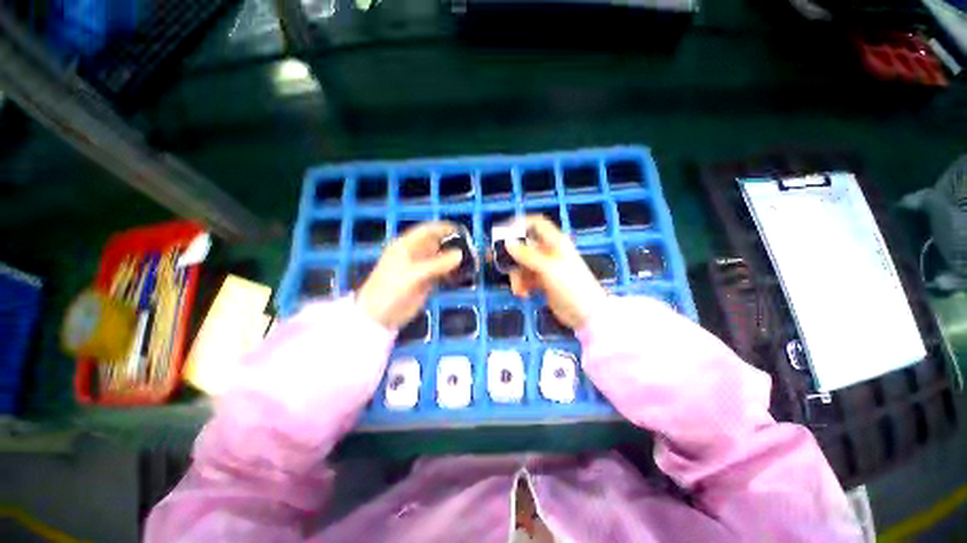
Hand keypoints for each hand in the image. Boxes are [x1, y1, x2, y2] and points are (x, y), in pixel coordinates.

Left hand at [358, 222, 462, 329]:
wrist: (380, 316)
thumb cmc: (391, 289)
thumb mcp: (413, 274)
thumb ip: (437, 264)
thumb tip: (460, 254)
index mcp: (407, 246)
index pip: (427, 230)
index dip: (444, 228)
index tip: (462, 230)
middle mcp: (415, 254)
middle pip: (437, 244)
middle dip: (453, 245)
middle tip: (472, 249)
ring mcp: (421, 268)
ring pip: (441, 259)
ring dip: (454, 260)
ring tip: (471, 262)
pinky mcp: (426, 282)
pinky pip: (442, 273)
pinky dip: (451, 273)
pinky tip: (462, 275)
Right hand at [505, 215, 607, 329]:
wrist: (586, 314)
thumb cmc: (571, 285)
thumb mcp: (548, 268)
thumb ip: (526, 254)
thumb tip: (507, 241)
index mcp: (555, 242)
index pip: (537, 224)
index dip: (520, 224)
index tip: (503, 232)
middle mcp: (550, 252)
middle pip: (525, 247)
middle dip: (512, 256)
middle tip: (494, 261)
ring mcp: (546, 268)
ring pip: (523, 265)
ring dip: (517, 276)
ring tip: (518, 289)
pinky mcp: (543, 283)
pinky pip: (526, 279)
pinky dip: (522, 285)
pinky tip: (523, 294)